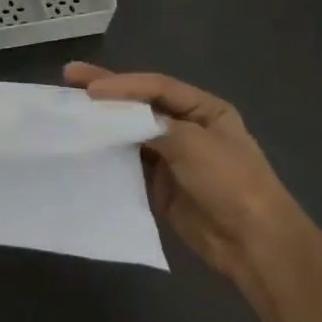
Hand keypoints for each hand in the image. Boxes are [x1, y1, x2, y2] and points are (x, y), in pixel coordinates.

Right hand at [64, 62, 309, 289]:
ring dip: (104, 122)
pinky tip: (85, 147)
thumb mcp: (194, 143)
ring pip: (131, 132)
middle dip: (107, 92)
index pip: (156, 87)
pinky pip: (130, 163)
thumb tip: (118, 117)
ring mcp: (172, 157)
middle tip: (69, 77)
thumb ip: (153, 125)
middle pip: (141, 104)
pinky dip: (109, 154)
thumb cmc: (230, 183)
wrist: (253, 243)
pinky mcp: (160, 185)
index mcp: (204, 109)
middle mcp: (187, 127)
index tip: (88, 88)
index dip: (122, 84)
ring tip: (69, 110)